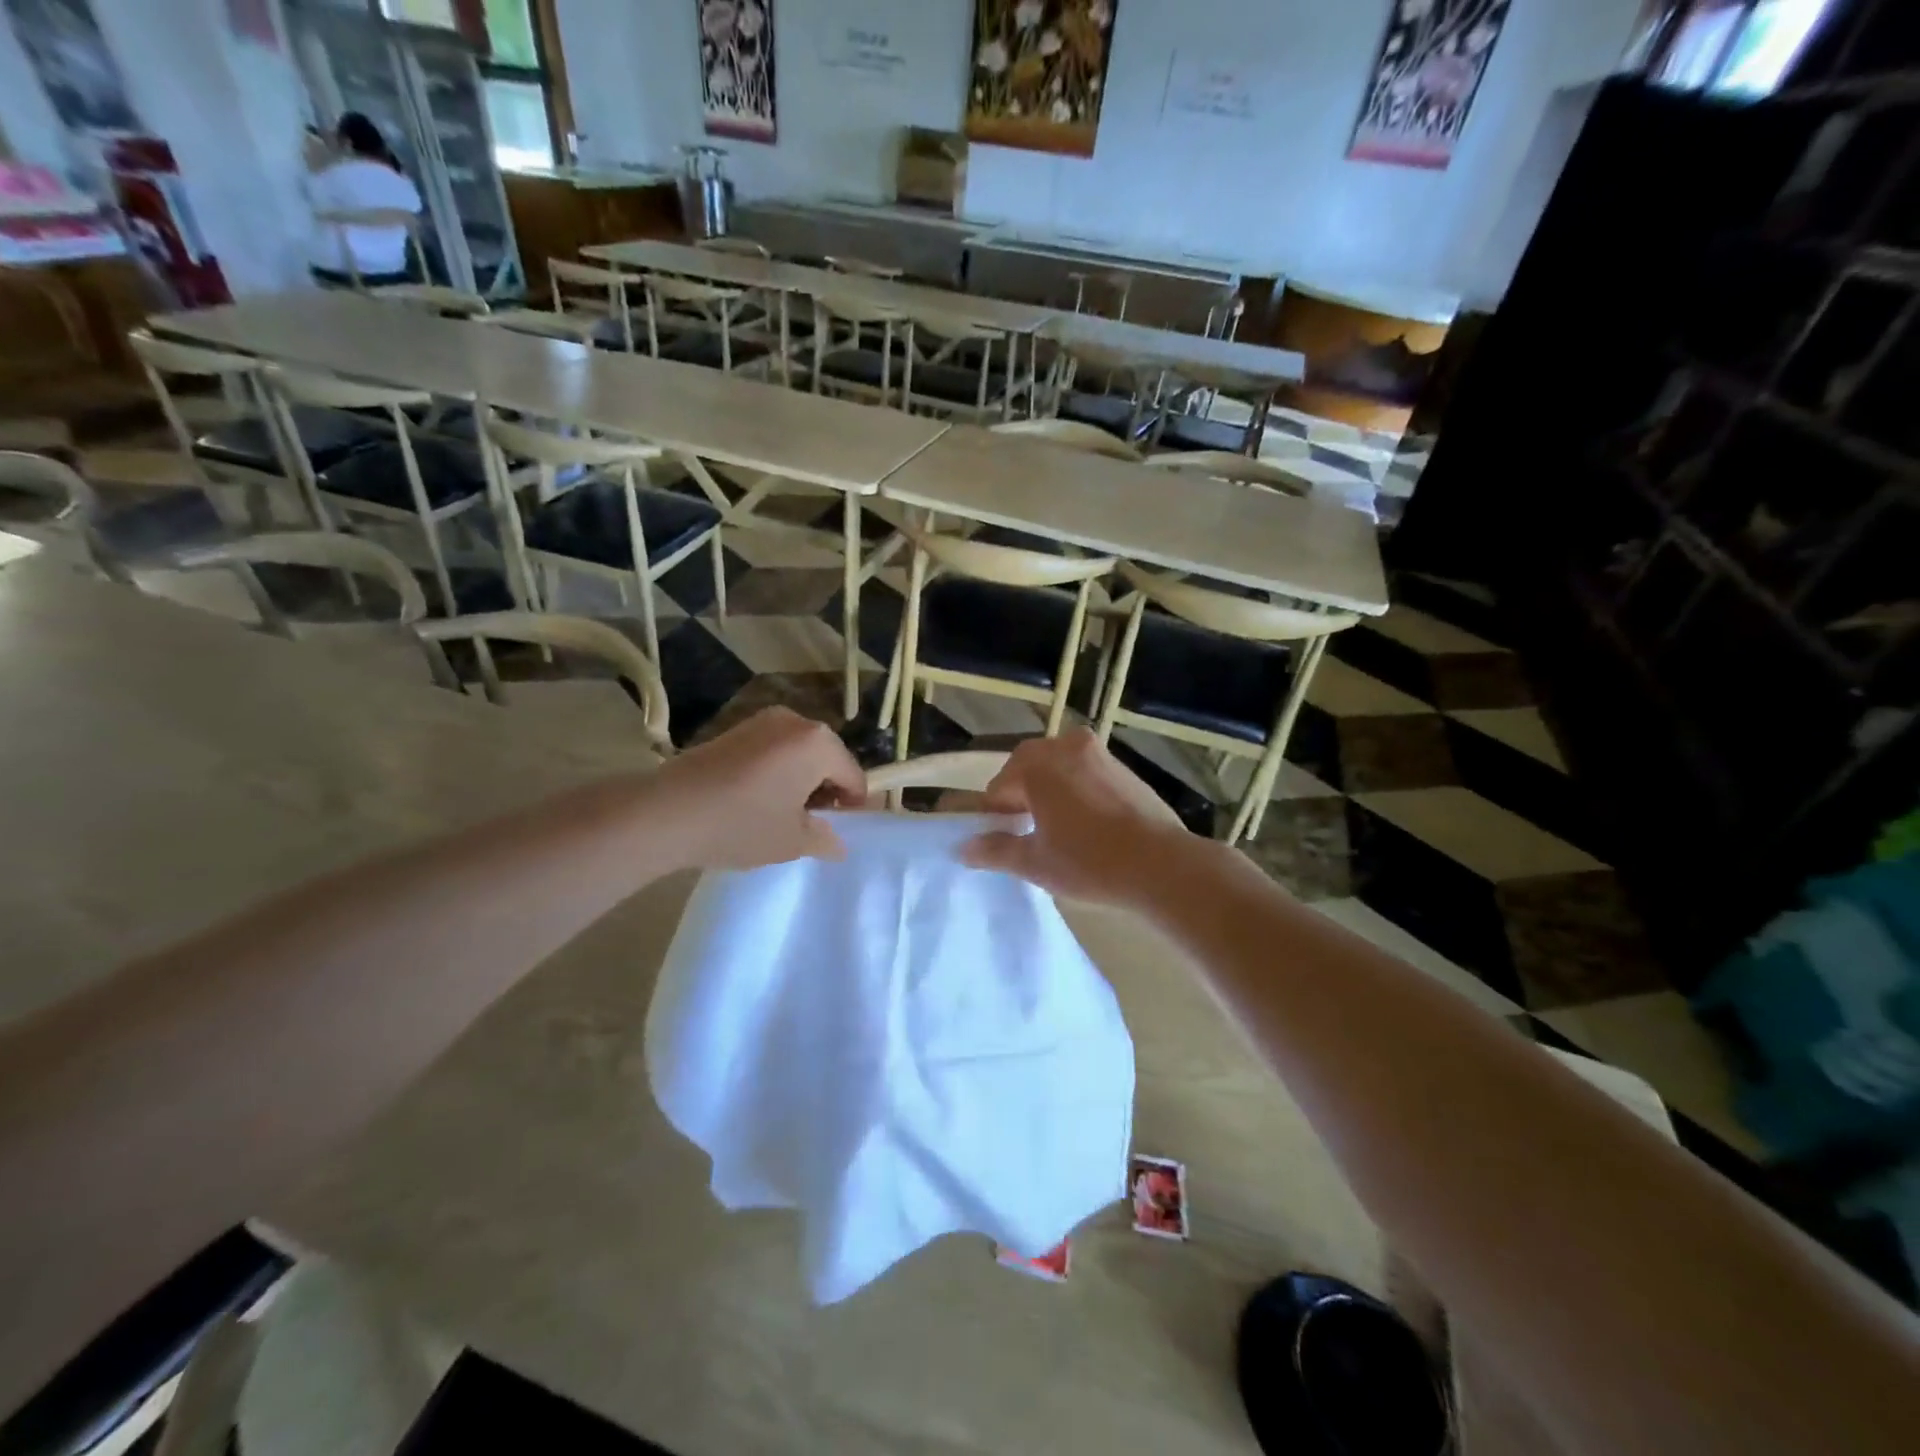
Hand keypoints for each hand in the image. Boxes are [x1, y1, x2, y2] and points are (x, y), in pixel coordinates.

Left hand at [648, 708, 866, 870]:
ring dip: (801, 779)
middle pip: (828, 758)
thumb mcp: (792, 841)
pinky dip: (777, 770)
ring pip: (800, 752)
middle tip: (811, 823)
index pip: (853, 775)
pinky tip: (758, 797)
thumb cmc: (743, 824)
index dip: (853, 805)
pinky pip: (774, 749)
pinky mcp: (736, 728)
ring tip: (782, 812)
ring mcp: (762, 720)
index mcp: (819, 743)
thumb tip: (837, 844)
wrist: (667, 812)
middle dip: (827, 788)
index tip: (840, 830)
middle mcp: (795, 721)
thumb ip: (824, 839)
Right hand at [959, 730, 1193, 905]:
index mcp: (1038, 765)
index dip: (995, 815)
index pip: (999, 787)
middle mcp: (1066, 747)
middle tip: (1026, 833)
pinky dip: (1077, 790)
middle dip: (1021, 796)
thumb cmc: (1088, 862)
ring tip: (1056, 829)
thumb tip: (964, 848)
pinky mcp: (1124, 768)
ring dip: (1049, 790)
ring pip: (1059, 767)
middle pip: (1028, 768)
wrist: (1161, 865)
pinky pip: (1086, 772)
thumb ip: (995, 850)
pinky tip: (1087, 824)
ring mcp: (1100, 754)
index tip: (1001, 840)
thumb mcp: (1034, 862)